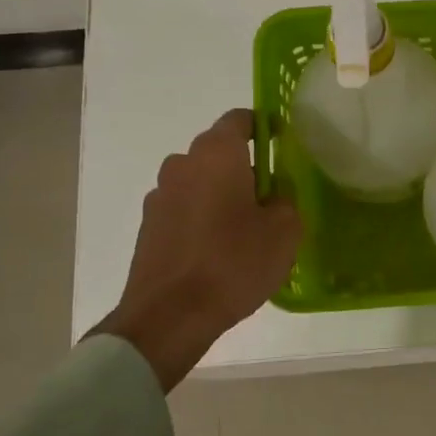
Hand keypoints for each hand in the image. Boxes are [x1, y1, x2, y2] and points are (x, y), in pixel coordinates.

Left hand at [90, 109, 300, 390]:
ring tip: (245, 230)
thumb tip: (277, 193)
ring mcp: (159, 196)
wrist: (170, 316)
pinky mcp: (148, 227)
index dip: (265, 128)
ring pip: (200, 182)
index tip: (283, 148)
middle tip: (272, 198)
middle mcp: (182, 164)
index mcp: (216, 154)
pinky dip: (202, 219)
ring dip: (221, 195)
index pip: (240, 119)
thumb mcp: (285, 231)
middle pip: (219, 153)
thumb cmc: (234, 263)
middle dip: (245, 168)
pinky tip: (219, 250)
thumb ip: (287, 200)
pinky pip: (184, 209)